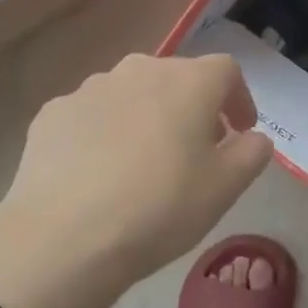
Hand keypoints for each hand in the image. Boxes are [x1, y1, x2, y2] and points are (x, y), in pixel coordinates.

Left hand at [0, 54, 272, 307]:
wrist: (64, 237)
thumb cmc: (160, 207)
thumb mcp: (225, 188)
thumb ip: (252, 153)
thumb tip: (254, 137)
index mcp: (188, 82)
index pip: (227, 70)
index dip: (239, 98)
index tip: (239, 131)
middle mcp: (140, 70)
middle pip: (176, 78)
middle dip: (192, 107)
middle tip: (194, 150)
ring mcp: (90, 88)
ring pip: (131, 94)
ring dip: (146, 117)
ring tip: (142, 163)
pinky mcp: (53, 113)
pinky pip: (92, 115)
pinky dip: (104, 133)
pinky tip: (98, 172)